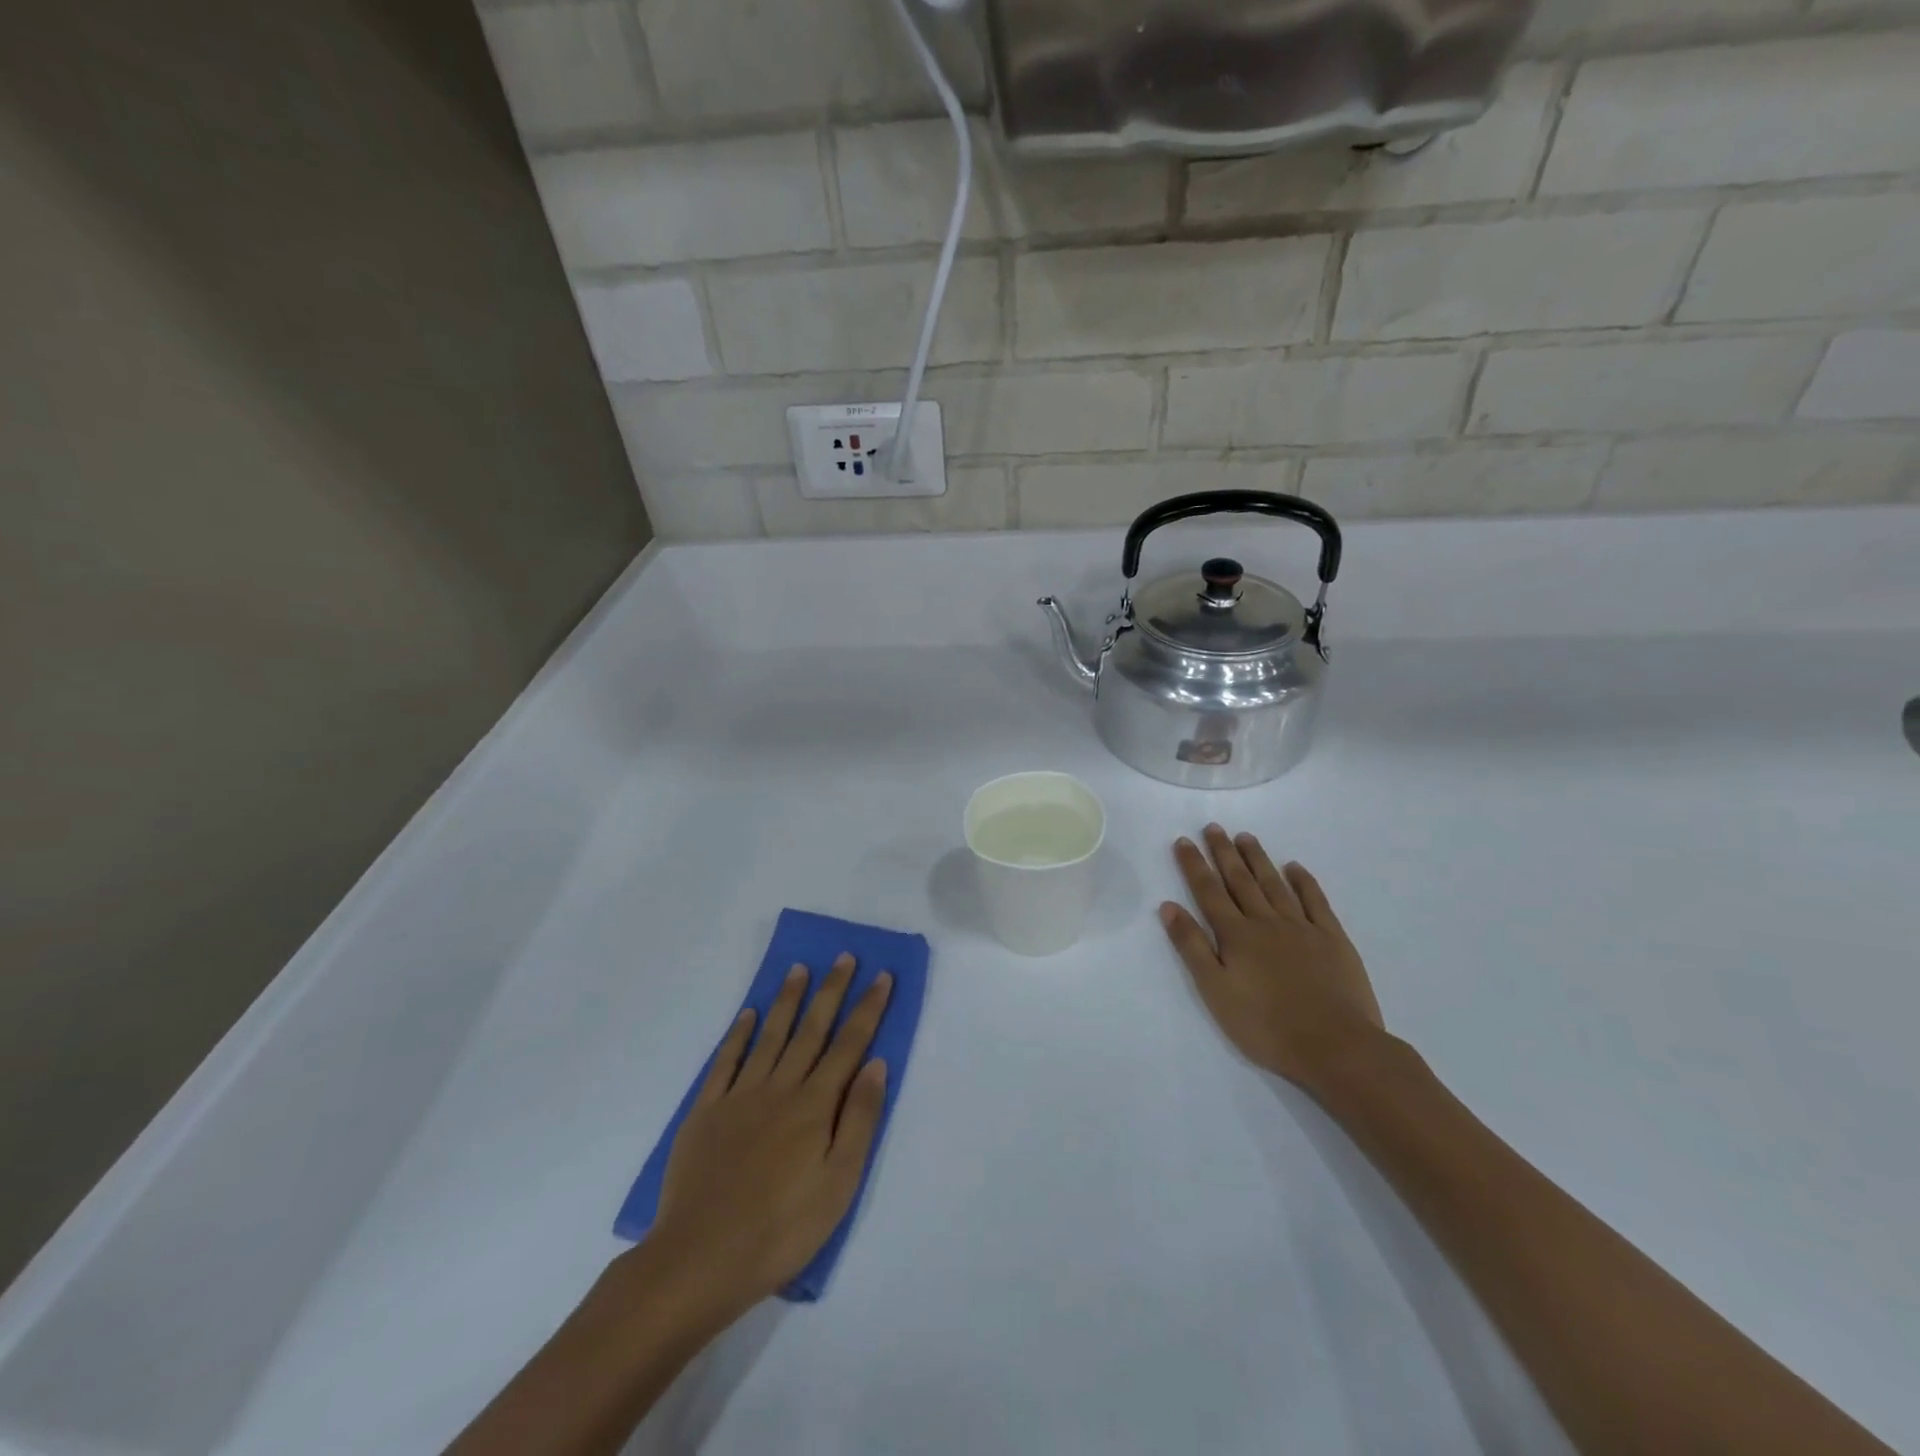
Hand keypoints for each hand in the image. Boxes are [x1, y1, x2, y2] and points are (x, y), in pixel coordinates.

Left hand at [651, 957, 891, 1314]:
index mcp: (815, 1105)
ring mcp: (740, 1096)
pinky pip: (726, 1061)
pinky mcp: (706, 1111)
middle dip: (831, 991)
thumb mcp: (839, 1183)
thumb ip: (859, 1119)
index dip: (868, 1009)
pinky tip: (749, 1014)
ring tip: (800, 968)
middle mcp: (780, 1088)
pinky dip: (739, 1034)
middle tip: (844, 957)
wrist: (700, 1258)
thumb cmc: (782, 1229)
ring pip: (770, 1035)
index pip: (850, 1045)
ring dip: (788, 1000)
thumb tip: (876, 1064)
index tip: (881, 976)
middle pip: (812, 1030)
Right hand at [1160, 825, 1385, 1089]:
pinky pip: (1315, 901)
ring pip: (1274, 884)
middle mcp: (1266, 922)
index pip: (1208, 892)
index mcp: (1236, 935)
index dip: (1194, 865)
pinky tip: (1295, 867)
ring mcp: (1302, 928)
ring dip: (1258, 859)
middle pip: (1240, 880)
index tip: (1183, 841)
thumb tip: (1168, 906)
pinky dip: (1303, 882)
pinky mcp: (1333, 940)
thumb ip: (1192, 946)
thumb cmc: (1266, 1026)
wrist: (1336, 1047)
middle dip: (1224, 852)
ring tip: (1245, 837)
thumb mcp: (1215, 991)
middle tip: (1213, 827)